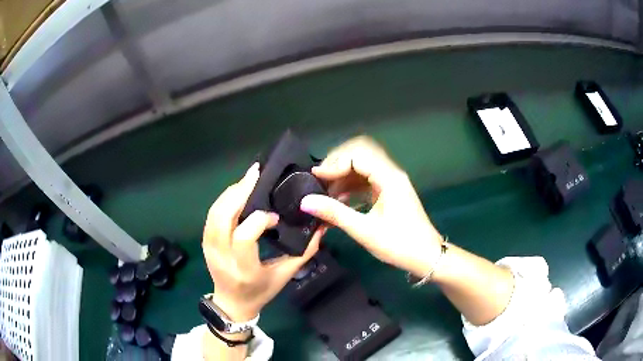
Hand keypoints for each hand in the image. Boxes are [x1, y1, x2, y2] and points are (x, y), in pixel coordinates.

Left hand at [203, 163, 322, 321]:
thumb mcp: (285, 276)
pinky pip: (212, 215)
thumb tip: (321, 227)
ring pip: (215, 212)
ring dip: (231, 192)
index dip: (259, 220)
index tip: (274, 216)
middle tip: (256, 173)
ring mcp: (209, 248)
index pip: (244, 236)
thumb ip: (304, 252)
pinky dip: (224, 200)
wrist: (232, 303)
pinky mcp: (205, 242)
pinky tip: (237, 191)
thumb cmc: (261, 292)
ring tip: (248, 179)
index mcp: (243, 269)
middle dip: (239, 191)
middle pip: (223, 217)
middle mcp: (222, 256)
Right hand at [300, 136, 442, 276]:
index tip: (316, 178)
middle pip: (361, 154)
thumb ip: (335, 213)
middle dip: (338, 163)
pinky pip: (367, 180)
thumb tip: (305, 201)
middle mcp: (391, 173)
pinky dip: (352, 186)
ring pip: (363, 167)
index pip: (358, 155)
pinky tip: (340, 200)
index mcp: (389, 178)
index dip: (334, 163)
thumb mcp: (364, 231)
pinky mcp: (390, 191)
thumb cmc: (398, 245)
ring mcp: (391, 182)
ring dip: (344, 176)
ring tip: (326, 194)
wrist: (426, 257)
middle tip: (320, 180)